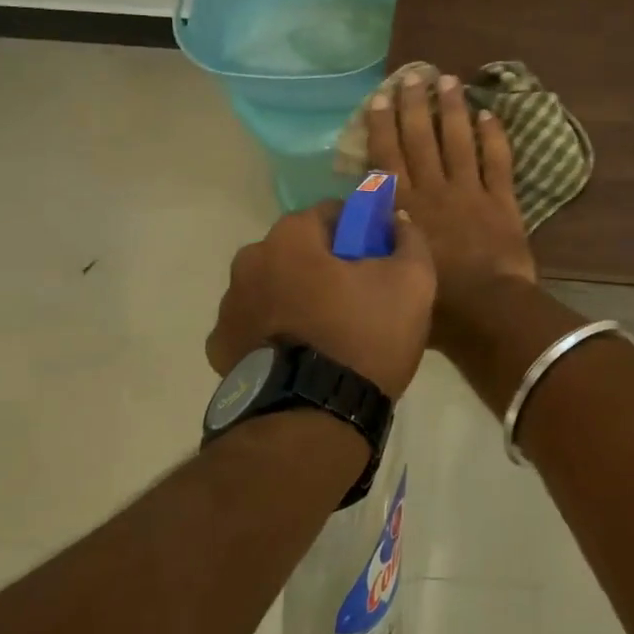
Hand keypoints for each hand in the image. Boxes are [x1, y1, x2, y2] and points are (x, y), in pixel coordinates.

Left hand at [206, 203, 434, 399]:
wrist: (314, 420)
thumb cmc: (364, 336)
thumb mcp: (412, 281)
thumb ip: (409, 240)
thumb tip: (398, 222)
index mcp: (291, 237)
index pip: (331, 213)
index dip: (360, 230)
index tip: (378, 256)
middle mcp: (249, 262)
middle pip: (298, 250)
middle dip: (325, 263)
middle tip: (358, 295)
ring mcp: (228, 307)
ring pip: (275, 286)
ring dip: (297, 296)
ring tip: (330, 331)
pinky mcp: (221, 348)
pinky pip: (257, 325)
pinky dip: (276, 331)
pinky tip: (302, 354)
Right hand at [365, 72, 537, 336]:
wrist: (485, 311)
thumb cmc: (433, 302)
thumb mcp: (390, 269)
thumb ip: (380, 237)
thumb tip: (368, 217)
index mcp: (403, 207)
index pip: (387, 156)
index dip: (383, 124)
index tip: (381, 97)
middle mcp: (433, 190)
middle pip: (421, 138)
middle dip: (416, 104)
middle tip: (414, 75)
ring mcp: (469, 192)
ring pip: (458, 141)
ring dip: (453, 109)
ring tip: (449, 80)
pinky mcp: (501, 201)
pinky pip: (497, 161)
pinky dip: (493, 137)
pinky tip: (489, 115)